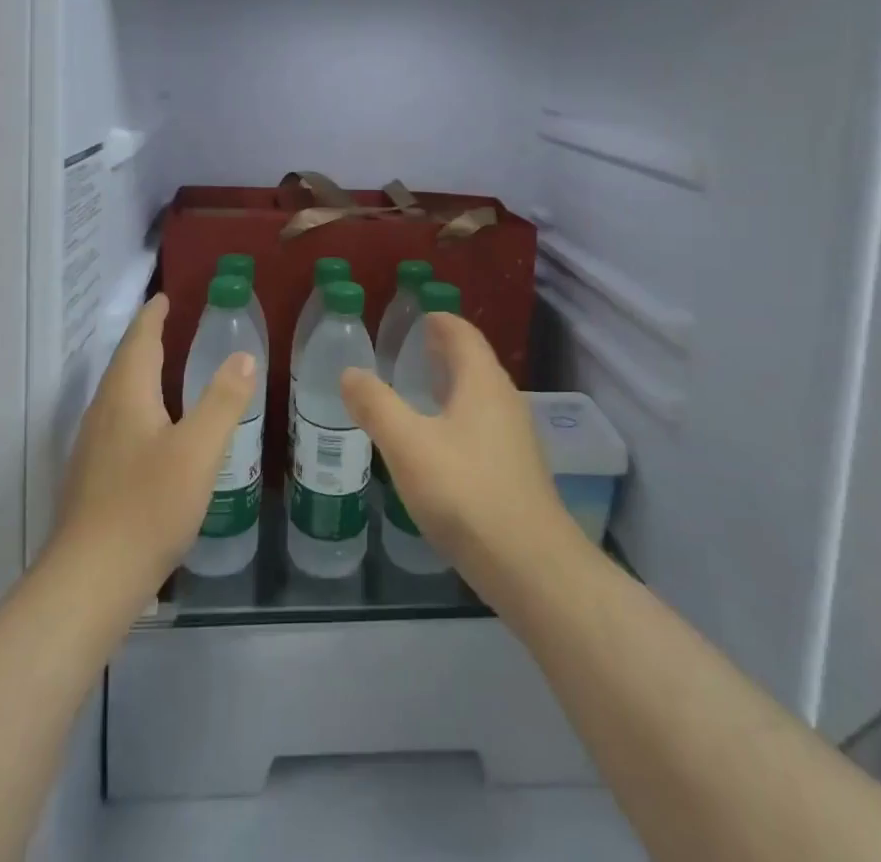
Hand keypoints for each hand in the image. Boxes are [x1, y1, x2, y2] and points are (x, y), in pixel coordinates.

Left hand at [52, 294, 257, 591]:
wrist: (89, 582)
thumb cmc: (148, 506)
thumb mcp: (199, 449)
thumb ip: (223, 400)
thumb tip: (242, 355)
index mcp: (126, 396)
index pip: (139, 341)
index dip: (152, 317)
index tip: (164, 297)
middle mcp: (102, 414)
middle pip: (123, 365)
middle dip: (144, 342)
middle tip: (170, 326)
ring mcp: (92, 449)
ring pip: (117, 397)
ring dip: (139, 375)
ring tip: (164, 371)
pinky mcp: (91, 480)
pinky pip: (116, 424)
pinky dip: (136, 408)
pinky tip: (153, 432)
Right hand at [340, 314, 579, 599]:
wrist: (530, 565)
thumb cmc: (465, 491)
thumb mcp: (408, 445)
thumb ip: (376, 405)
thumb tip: (350, 372)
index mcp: (482, 382)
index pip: (463, 334)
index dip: (441, 320)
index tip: (418, 315)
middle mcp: (505, 400)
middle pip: (474, 361)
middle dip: (444, 350)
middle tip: (410, 347)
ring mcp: (516, 436)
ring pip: (480, 394)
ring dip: (452, 383)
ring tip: (419, 388)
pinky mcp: (516, 469)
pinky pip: (484, 423)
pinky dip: (459, 414)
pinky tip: (439, 440)